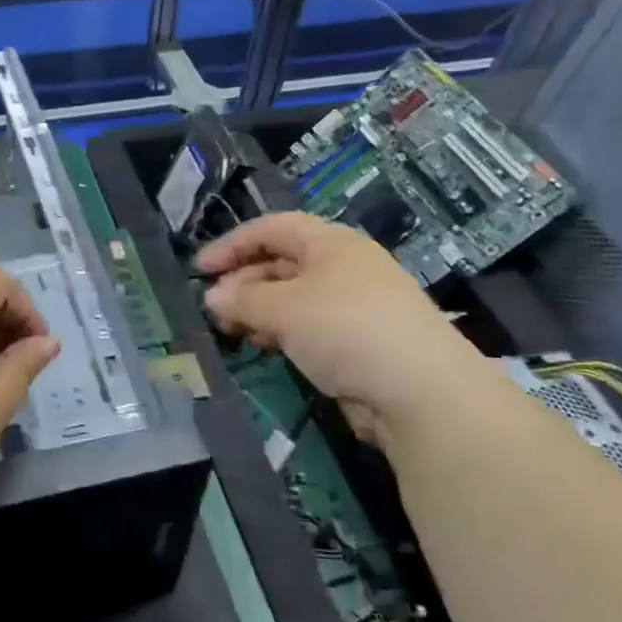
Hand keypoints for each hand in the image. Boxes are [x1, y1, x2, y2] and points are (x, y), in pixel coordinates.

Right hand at [197, 212, 488, 441]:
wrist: (421, 393)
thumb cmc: (346, 330)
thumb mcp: (285, 308)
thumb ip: (243, 299)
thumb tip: (212, 296)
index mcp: (331, 243)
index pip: (272, 228)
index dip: (233, 243)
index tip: (200, 269)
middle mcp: (344, 267)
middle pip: (282, 262)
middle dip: (244, 281)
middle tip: (213, 307)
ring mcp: (354, 305)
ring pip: (293, 297)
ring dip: (259, 309)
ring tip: (231, 330)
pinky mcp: (358, 341)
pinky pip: (308, 326)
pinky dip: (281, 331)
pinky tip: (264, 347)